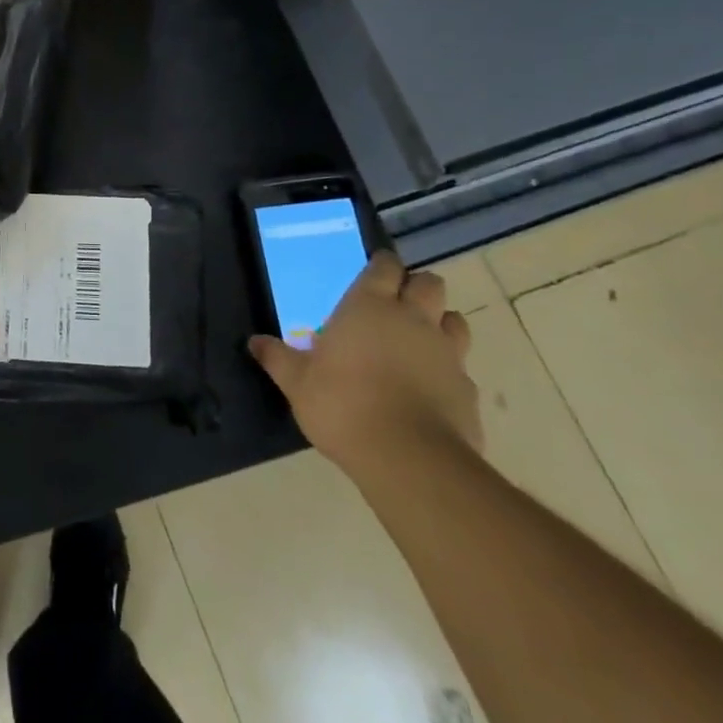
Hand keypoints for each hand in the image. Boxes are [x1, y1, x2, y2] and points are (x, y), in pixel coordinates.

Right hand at [249, 251, 481, 478]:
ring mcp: (446, 353)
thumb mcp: (296, 382)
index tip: (373, 271)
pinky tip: (431, 387)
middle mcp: (412, 319)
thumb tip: (254, 341)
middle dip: (416, 287)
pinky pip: (462, 366)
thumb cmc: (342, 404)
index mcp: (369, 306)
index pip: (384, 266)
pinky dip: (448, 370)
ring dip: (440, 322)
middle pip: (429, 283)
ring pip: (455, 319)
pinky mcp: (467, 389)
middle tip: (397, 303)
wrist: (408, 457)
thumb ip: (277, 358)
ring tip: (419, 340)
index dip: (381, 265)